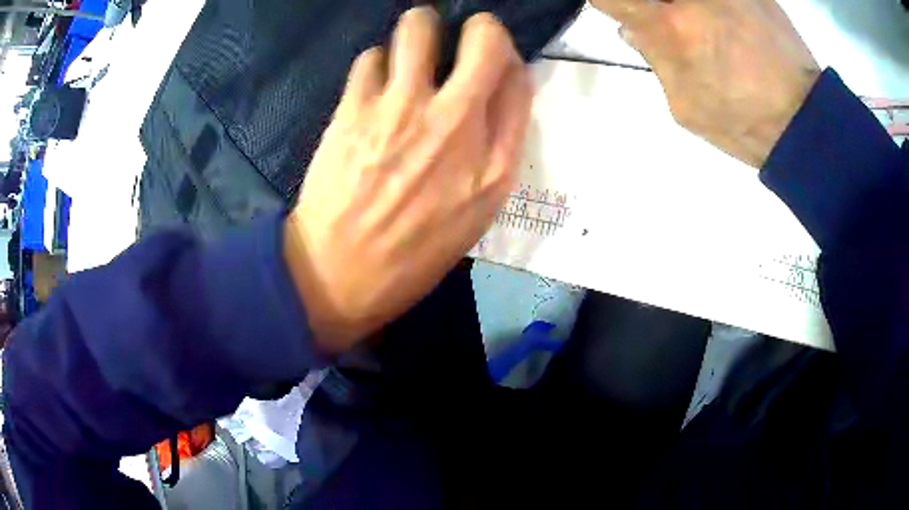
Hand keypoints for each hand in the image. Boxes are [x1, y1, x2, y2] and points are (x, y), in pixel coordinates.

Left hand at [283, 7, 531, 353]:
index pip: (518, 79)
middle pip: (483, 37)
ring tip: (410, 55)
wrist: (338, 274)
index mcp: (494, 162)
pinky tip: (373, 88)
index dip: (507, 59)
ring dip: (420, 32)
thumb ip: (496, 151)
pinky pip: (370, 56)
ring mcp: (401, 110)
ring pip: (418, 27)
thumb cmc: (412, 254)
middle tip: (458, 40)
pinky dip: (376, 64)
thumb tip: (495, 95)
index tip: (491, 62)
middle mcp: (455, 123)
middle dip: (476, 27)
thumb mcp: (475, 215)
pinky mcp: (354, 108)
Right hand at [591, 0, 820, 167]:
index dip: (616, 7)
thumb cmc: (744, 123)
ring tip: (705, 31)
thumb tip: (633, 29)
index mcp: (669, 26)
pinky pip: (721, 0)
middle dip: (655, 8)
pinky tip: (729, 26)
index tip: (628, 16)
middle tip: (668, 24)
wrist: (805, 120)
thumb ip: (655, 60)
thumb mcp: (686, 106)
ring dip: (685, 10)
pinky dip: (716, 10)